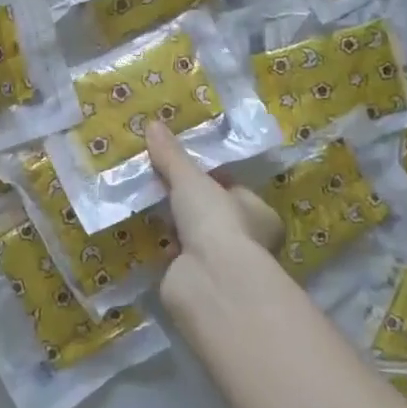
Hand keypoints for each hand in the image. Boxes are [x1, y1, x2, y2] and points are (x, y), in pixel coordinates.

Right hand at [145, 120, 282, 290]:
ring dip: (175, 227)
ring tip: (147, 205)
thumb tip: (152, 124)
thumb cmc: (216, 221)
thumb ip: (172, 155)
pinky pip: (179, 259)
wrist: (210, 280)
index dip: (209, 178)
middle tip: (158, 184)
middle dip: (188, 204)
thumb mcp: (190, 179)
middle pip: (213, 214)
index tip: (181, 167)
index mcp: (260, 214)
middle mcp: (249, 241)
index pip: (234, 190)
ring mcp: (224, 265)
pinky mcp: (200, 283)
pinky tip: (146, 236)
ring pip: (195, 237)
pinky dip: (164, 249)